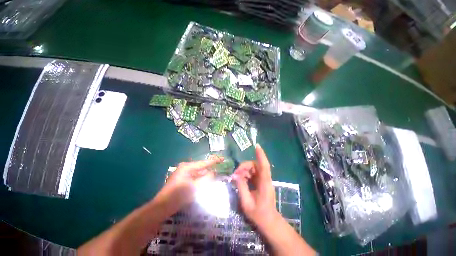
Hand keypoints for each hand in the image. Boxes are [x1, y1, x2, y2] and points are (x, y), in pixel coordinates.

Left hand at [155, 156, 222, 210]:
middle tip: (220, 170)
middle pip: (201, 168)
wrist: (162, 207)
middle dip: (210, 169)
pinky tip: (206, 183)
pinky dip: (201, 180)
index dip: (214, 161)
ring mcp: (183, 175)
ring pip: (198, 174)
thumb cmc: (178, 195)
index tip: (222, 159)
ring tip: (215, 177)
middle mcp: (185, 168)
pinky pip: (195, 178)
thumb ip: (206, 179)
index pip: (203, 163)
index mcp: (187, 167)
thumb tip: (213, 173)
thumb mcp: (195, 187)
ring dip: (205, 176)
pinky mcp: (183, 181)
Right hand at [232, 144, 277, 226]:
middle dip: (244, 166)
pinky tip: (241, 179)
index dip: (261, 155)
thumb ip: (241, 187)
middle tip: (235, 174)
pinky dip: (246, 174)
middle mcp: (265, 179)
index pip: (264, 166)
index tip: (257, 146)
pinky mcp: (261, 181)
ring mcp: (263, 179)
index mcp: (264, 184)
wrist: (269, 221)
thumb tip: (235, 175)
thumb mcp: (246, 203)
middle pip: (256, 165)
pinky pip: (253, 173)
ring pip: (253, 168)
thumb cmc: (259, 214)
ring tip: (237, 177)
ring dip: (244, 170)